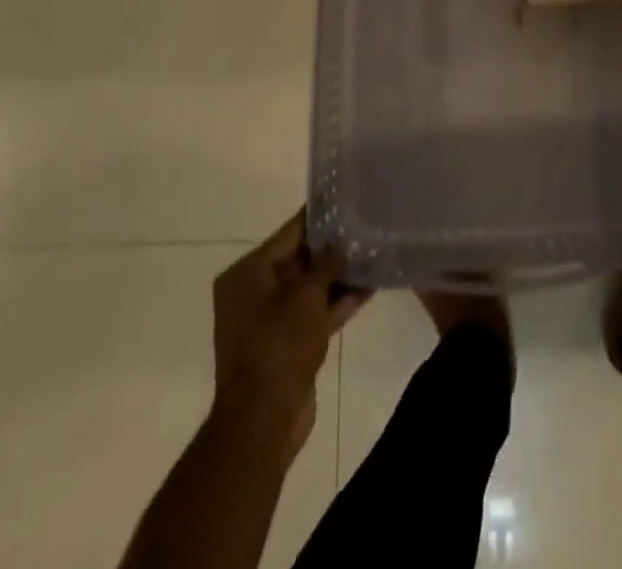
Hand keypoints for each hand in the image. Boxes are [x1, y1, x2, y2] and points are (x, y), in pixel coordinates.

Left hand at [211, 211, 370, 455]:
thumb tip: (341, 243)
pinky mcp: (287, 343)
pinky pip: (314, 312)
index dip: (320, 217)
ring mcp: (270, 320)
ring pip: (310, 287)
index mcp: (247, 274)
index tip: (348, 200)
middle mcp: (253, 292)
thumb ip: (327, 263)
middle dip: (333, 247)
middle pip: (299, 258)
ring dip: (339, 275)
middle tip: (366, 226)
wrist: (264, 421)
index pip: (289, 233)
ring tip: (374, 253)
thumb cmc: (279, 346)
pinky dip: (337, 301)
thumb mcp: (306, 296)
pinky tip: (369, 287)